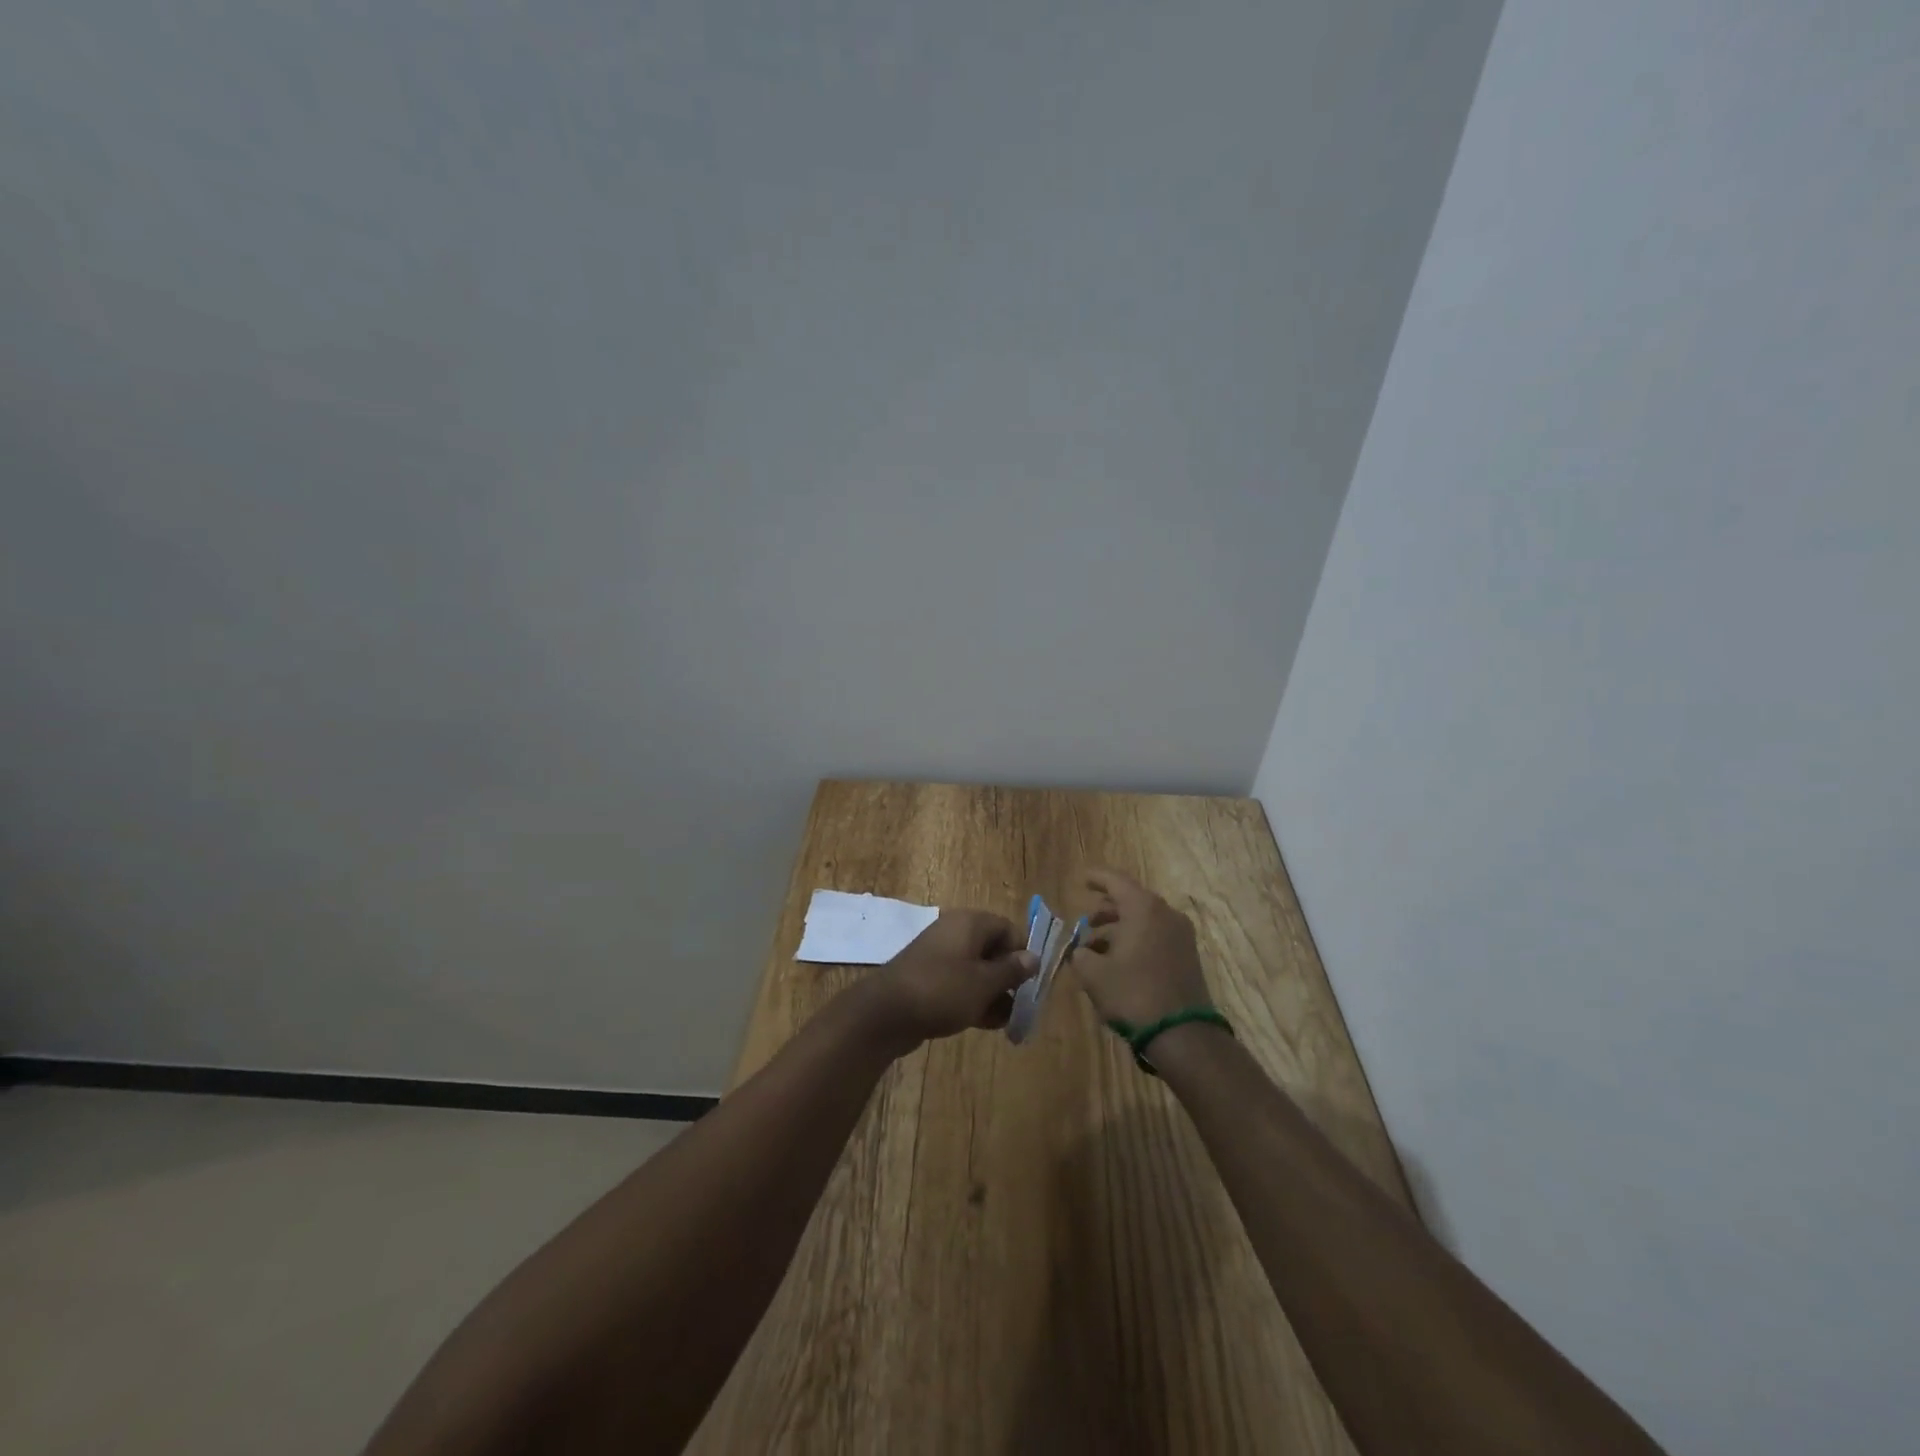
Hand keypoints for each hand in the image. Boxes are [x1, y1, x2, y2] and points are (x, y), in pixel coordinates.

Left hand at [862, 909, 1036, 1051]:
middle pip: (993, 950)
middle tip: (1021, 1006)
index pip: (1008, 929)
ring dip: (994, 993)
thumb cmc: (942, 990)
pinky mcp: (928, 979)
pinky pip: (959, 984)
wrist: (885, 1013)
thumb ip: (1011, 970)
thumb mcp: (984, 982)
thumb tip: (1034, 957)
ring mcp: (939, 956)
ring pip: (977, 970)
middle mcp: (955, 933)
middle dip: (1009, 978)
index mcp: (969, 923)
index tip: (1031, 982)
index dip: (1022, 953)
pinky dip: (974, 1000)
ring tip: (1007, 1021)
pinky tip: (986, 1024)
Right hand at [1069, 869, 1211, 1025]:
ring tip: (1095, 946)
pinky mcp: (1187, 957)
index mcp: (1144, 908)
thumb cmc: (1133, 994)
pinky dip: (1135, 940)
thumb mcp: (1093, 974)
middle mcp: (1166, 914)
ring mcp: (1181, 936)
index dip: (1097, 878)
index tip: (1082, 879)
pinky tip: (1117, 960)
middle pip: (1132, 900)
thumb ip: (1079, 954)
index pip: (1116, 881)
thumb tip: (1080, 950)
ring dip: (1119, 928)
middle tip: (1086, 920)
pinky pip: (1155, 936)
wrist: (1183, 1035)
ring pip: (1144, 920)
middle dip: (1107, 909)